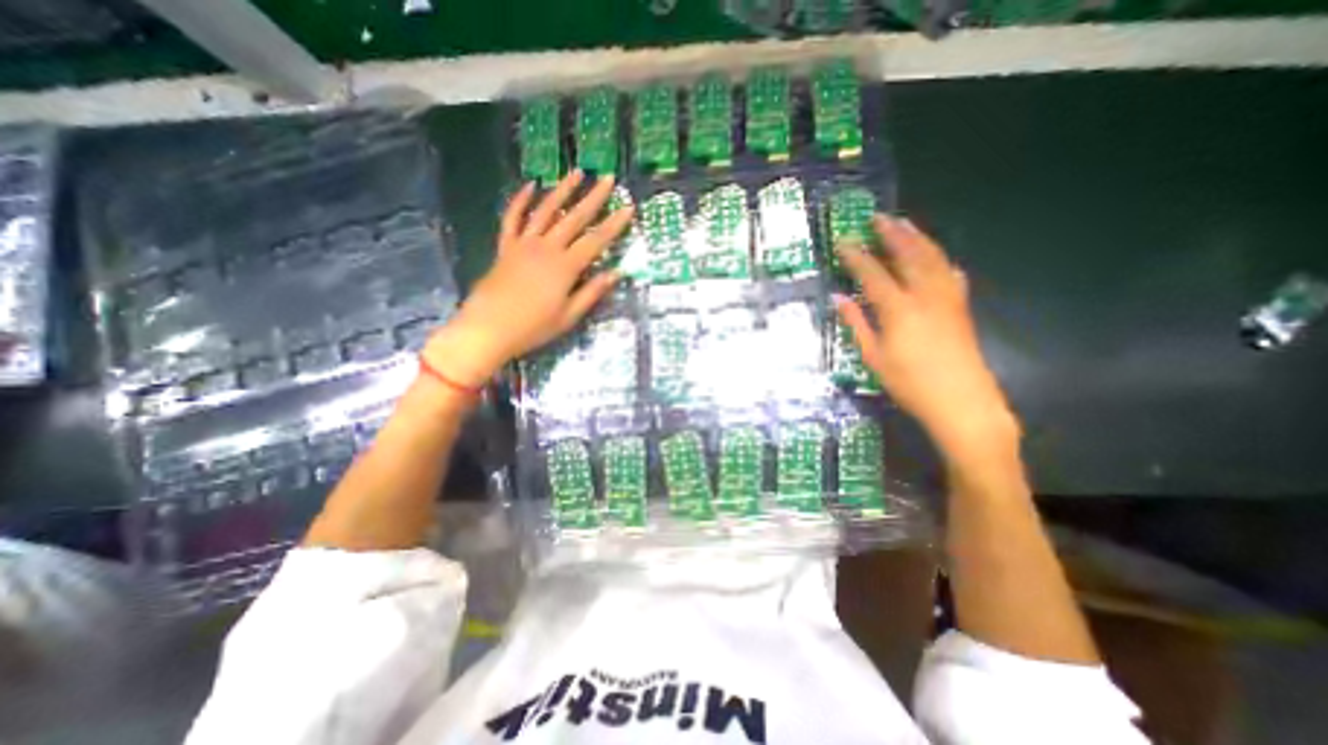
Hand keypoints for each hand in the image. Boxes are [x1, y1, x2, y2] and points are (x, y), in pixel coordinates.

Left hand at [426, 173, 630, 385]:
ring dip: (562, 190)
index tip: (629, 207)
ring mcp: (524, 244)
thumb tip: (615, 273)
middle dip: (594, 197)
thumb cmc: (533, 327)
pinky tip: (530, 186)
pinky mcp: (506, 247)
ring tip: (577, 172)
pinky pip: (512, 218)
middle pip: (574, 218)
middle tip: (608, 178)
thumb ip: (592, 292)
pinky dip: (520, 200)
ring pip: (545, 210)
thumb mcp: (569, 316)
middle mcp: (547, 248)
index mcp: (565, 267)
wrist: (488, 329)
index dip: (614, 224)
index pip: (596, 241)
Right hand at [832, 216, 1018, 457]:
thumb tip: (838, 299)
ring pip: (933, 258)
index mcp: (899, 309)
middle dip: (891, 234)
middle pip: (909, 255)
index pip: (873, 273)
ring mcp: (947, 298)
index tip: (843, 241)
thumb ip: (855, 324)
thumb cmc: (909, 383)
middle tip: (877, 217)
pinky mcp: (961, 306)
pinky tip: (936, 257)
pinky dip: (940, 259)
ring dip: (917, 238)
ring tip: (904, 223)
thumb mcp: (873, 357)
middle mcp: (925, 295)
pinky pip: (950, 273)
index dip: (857, 256)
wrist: (961, 402)